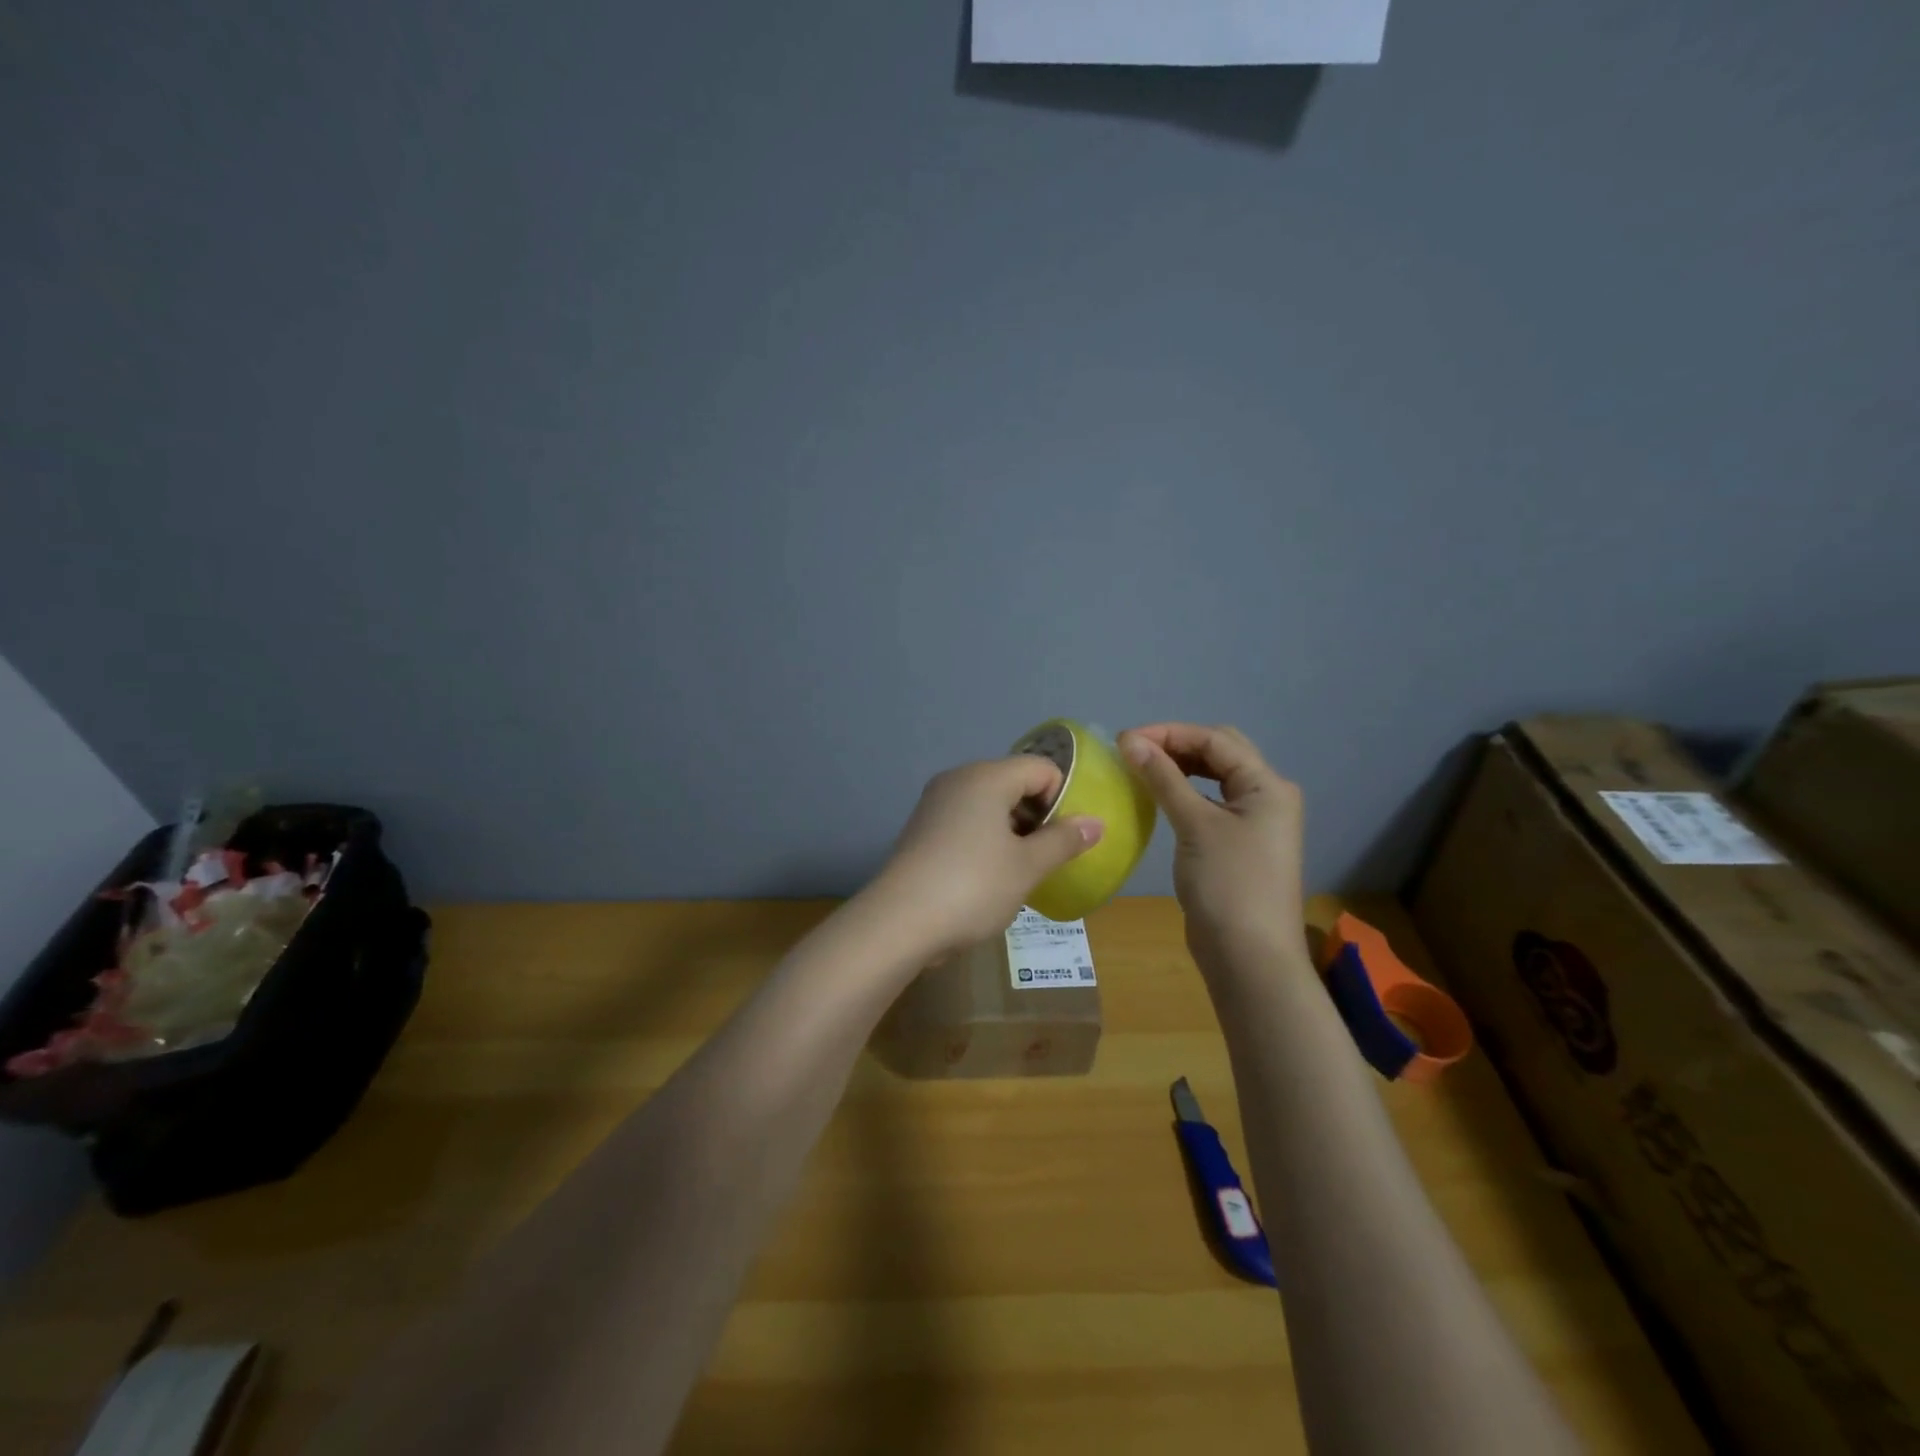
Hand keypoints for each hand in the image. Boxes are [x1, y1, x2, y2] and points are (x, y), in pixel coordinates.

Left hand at [867, 757, 1103, 960]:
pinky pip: (967, 822)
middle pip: (1014, 783)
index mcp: (986, 776)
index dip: (1062, 799)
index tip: (1064, 839)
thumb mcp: (1027, 866)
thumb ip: (1064, 840)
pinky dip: (986, 840)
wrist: (899, 921)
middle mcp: (958, 779)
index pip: (1041, 768)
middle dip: (1038, 817)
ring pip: (990, 805)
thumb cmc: (973, 886)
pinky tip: (989, 877)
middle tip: (1047, 858)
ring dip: (1013, 832)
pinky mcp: (922, 829)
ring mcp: (935, 803)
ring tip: (1020, 872)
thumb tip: (1096, 823)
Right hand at [1118, 724, 1305, 959]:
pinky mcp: (1238, 844)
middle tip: (1133, 752)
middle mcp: (1267, 796)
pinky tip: (1159, 798)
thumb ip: (1164, 778)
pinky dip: (1184, 793)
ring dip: (1180, 768)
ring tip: (1141, 768)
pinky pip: (1210, 804)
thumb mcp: (1195, 825)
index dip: (1170, 733)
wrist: (1248, 957)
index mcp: (1267, 785)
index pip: (1216, 740)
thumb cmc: (1228, 884)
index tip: (1125, 740)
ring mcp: (1254, 822)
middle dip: (1176, 745)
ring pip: (1214, 778)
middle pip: (1219, 753)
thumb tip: (1130, 741)